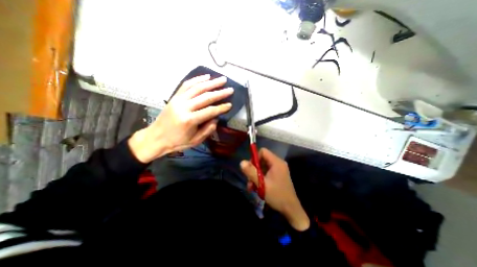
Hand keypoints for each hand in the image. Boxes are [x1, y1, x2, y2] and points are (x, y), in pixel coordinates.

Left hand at [129, 74, 232, 162]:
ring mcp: (178, 100)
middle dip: (219, 93)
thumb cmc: (177, 142)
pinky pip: (186, 85)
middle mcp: (184, 107)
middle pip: (205, 97)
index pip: (210, 111)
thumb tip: (216, 118)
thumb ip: (207, 130)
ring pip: (197, 88)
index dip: (221, 108)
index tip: (230, 104)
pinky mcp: (174, 97)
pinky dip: (197, 79)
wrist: (155, 138)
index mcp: (189, 120)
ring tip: (222, 79)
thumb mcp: (195, 141)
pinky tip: (206, 76)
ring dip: (211, 82)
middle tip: (230, 89)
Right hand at [240, 148, 310, 230]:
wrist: (291, 210)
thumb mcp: (262, 184)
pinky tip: (257, 188)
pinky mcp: (278, 175)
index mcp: (276, 162)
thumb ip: (251, 172)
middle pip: (262, 159)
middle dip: (254, 169)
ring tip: (252, 187)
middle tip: (249, 181)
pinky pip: (266, 172)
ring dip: (256, 175)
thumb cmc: (277, 195)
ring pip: (263, 167)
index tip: (251, 169)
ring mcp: (279, 169)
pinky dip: (260, 178)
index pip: (263, 151)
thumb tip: (241, 162)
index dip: (255, 158)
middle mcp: (278, 163)